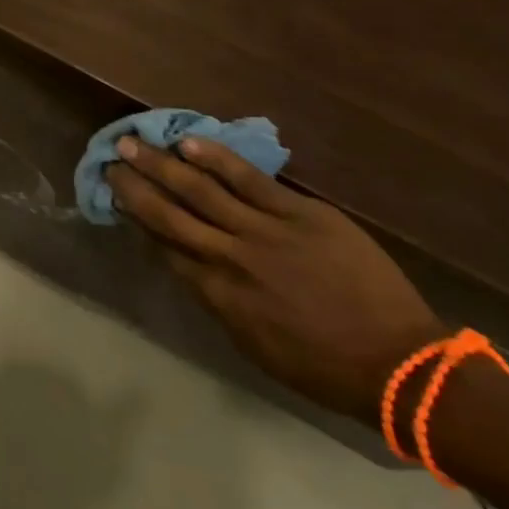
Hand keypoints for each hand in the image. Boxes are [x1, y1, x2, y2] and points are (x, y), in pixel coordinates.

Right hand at [106, 137, 445, 418]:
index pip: (164, 248)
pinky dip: (217, 159)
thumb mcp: (252, 345)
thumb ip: (215, 300)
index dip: (136, 220)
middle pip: (169, 214)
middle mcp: (230, 258)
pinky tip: (189, 142)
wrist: (398, 363)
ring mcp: (265, 231)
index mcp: (217, 295)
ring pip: (201, 190)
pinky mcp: (300, 213)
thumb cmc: (322, 366)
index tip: (116, 199)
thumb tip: (188, 264)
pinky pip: (249, 180)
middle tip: (109, 162)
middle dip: (135, 186)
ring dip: (162, 164)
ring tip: (133, 143)